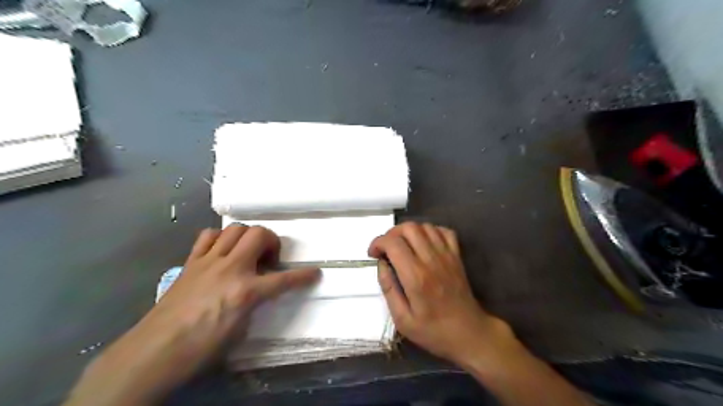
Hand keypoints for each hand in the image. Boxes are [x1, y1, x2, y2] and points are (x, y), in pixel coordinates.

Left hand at [65, 225, 318, 405]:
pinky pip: (209, 236)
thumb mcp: (240, 329)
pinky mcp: (191, 262)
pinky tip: (222, 251)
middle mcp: (230, 269)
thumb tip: (260, 291)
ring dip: (248, 236)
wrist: (155, 351)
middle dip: (272, 241)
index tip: (315, 272)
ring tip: (247, 252)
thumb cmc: (202, 347)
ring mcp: (209, 261)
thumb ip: (255, 303)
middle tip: (269, 258)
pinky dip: (220, 238)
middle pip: (259, 235)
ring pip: (236, 229)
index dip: (303, 276)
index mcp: (246, 291)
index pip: (284, 279)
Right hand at [370, 223, 515, 365]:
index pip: (393, 243)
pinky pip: (444, 231)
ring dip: (409, 232)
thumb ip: (389, 289)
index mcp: (416, 276)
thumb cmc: (434, 331)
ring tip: (403, 246)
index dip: (378, 243)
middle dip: (391, 234)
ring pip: (425, 226)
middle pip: (409, 228)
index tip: (373, 254)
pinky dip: (430, 231)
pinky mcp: (457, 256)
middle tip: (386, 249)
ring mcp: (447, 255)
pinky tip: (424, 243)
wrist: (470, 333)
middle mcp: (431, 260)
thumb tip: (381, 264)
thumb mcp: (402, 320)